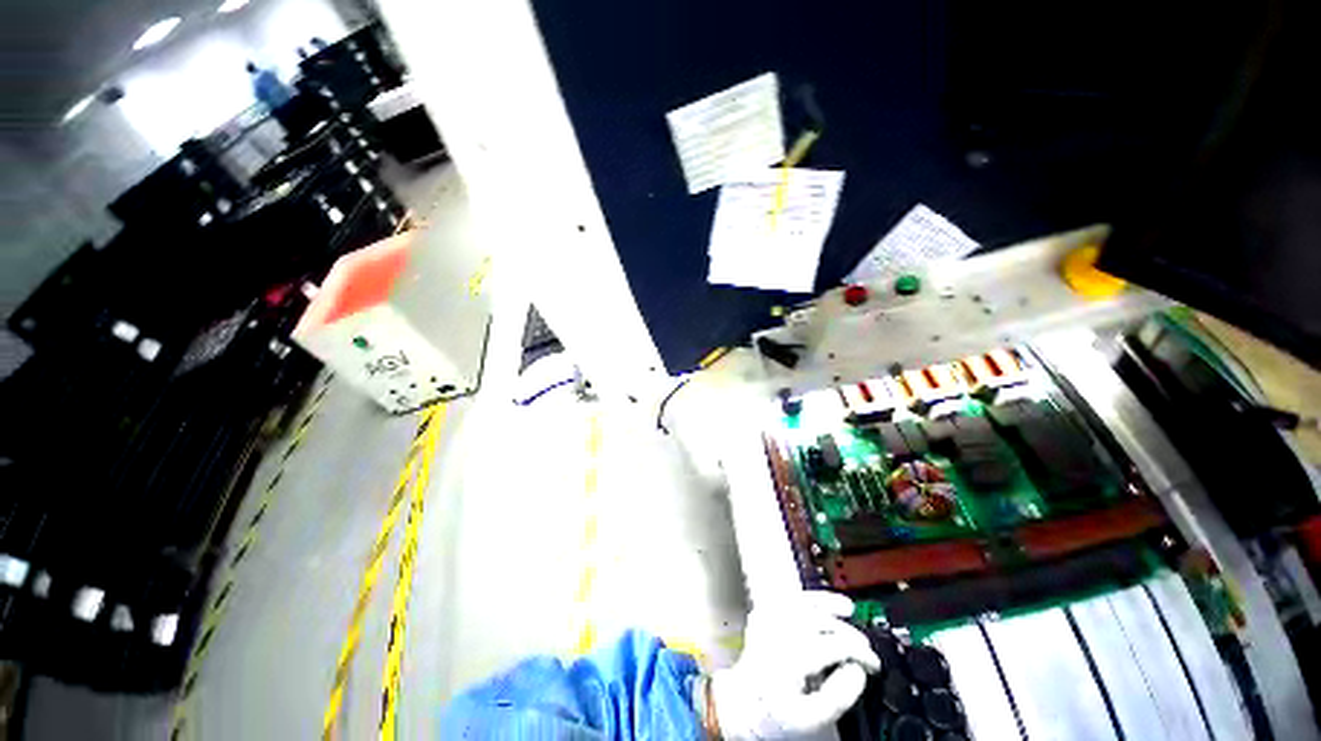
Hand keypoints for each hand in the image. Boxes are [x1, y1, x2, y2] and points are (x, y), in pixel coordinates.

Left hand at [711, 592, 879, 739]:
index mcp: (792, 657)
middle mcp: (779, 633)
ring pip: (801, 602)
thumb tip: (857, 672)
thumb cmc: (773, 715)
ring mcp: (767, 621)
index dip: (859, 652)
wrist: (740, 706)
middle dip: (847, 631)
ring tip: (847, 607)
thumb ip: (838, 697)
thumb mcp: (809, 719)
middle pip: (820, 621)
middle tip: (864, 645)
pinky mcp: (761, 617)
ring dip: (826, 603)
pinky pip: (785, 599)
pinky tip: (817, 603)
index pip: (834, 644)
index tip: (873, 664)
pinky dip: (805, 599)